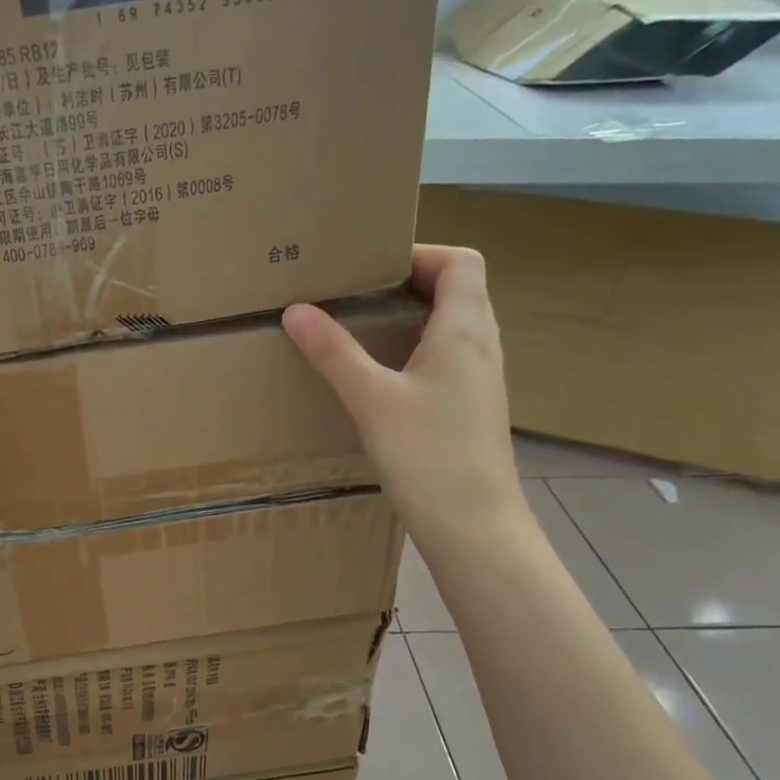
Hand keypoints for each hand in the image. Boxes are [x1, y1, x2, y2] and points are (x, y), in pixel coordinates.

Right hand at [283, 246, 527, 542]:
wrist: (474, 525)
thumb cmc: (427, 455)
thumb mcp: (371, 399)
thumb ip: (334, 352)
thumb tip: (296, 309)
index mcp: (465, 328)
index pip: (460, 261)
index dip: (419, 253)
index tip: (372, 269)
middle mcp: (482, 345)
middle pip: (458, 290)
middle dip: (408, 283)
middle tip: (357, 295)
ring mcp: (482, 379)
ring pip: (453, 326)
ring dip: (413, 318)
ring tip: (364, 330)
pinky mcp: (473, 408)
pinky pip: (449, 359)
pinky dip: (418, 351)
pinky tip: (384, 379)